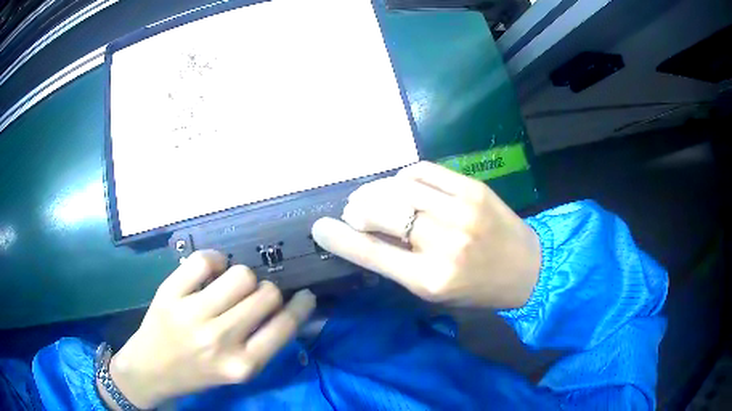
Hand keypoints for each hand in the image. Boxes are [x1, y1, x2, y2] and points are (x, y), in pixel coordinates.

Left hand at [105, 251, 315, 408]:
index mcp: (242, 365)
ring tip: (231, 286)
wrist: (151, 370)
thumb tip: (287, 307)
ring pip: (241, 274)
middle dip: (268, 293)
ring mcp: (192, 314)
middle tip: (255, 297)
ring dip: (243, 277)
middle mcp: (220, 340)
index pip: (285, 326)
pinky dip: (214, 260)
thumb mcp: (238, 372)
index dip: (301, 306)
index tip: (304, 295)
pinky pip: (204, 260)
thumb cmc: (198, 374)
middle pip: (266, 294)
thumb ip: (263, 344)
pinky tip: (211, 272)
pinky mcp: (170, 293)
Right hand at [312, 162, 540, 308]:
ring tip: (376, 197)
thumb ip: (399, 266)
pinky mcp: (473, 188)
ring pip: (399, 187)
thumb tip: (365, 237)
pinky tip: (403, 185)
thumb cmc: (479, 290)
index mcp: (430, 280)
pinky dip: (404, 177)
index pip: (371, 253)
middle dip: (358, 210)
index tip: (320, 228)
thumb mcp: (435, 293)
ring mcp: (460, 211)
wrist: (529, 269)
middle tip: (355, 211)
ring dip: (377, 190)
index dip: (339, 238)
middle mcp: (443, 244)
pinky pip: (424, 172)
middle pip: (381, 213)